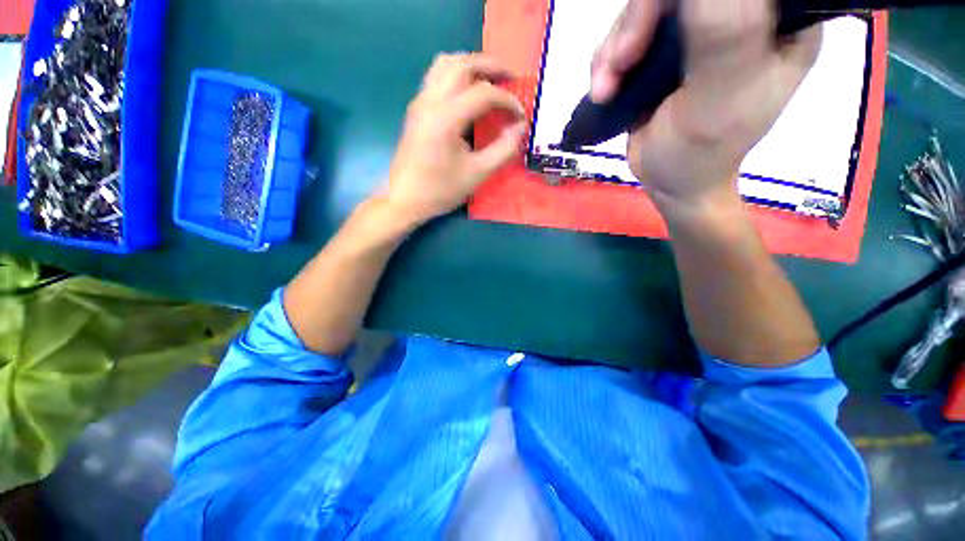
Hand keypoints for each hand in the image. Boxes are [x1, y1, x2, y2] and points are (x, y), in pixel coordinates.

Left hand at [385, 54, 526, 225]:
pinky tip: (468, 92)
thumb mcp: (477, 174)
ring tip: (491, 80)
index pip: (484, 93)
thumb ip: (503, 150)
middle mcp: (430, 100)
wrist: (404, 199)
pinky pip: (437, 76)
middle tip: (512, 78)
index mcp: (446, 117)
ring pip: (446, 64)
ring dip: (472, 64)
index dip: (508, 101)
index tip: (521, 117)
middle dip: (491, 66)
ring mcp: (420, 102)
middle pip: (463, 63)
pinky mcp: (416, 109)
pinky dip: (457, 74)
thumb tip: (521, 128)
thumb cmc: (440, 190)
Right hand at [592, 0, 820, 209]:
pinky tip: (604, 88)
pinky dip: (607, 59)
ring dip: (615, 46)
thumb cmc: (701, 153)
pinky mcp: (665, 48)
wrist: (670, 181)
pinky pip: (627, 32)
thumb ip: (723, 34)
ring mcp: (698, 29)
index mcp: (777, 21)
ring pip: (646, 7)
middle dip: (639, 20)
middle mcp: (741, 15)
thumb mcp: (719, 98)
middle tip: (620, 63)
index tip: (654, 26)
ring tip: (606, 88)